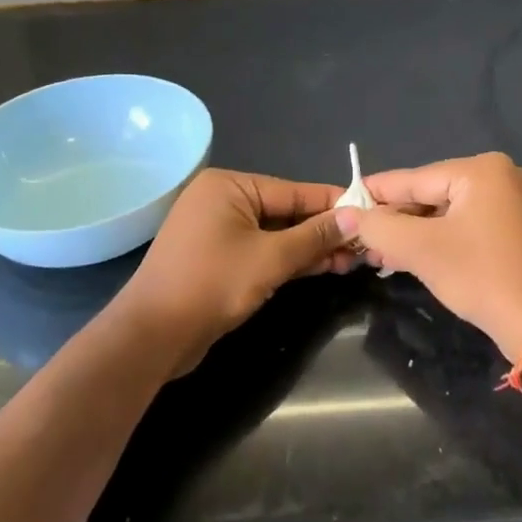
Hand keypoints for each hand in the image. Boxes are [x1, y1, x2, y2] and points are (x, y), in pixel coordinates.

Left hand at [112, 169, 346, 376]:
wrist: (152, 335)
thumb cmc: (211, 284)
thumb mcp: (271, 258)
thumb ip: (314, 236)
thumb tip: (355, 217)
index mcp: (229, 185)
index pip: (292, 191)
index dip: (331, 204)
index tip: (369, 212)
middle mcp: (222, 200)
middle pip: (284, 211)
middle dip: (322, 231)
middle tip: (363, 246)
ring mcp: (217, 230)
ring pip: (274, 233)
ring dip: (308, 248)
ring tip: (350, 261)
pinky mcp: (216, 258)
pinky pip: (259, 250)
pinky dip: (286, 259)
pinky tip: (320, 268)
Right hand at [336, 152, 521, 361]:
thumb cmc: (482, 277)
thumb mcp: (422, 250)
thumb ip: (380, 226)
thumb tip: (347, 214)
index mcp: (482, 169)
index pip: (415, 179)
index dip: (377, 193)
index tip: (345, 201)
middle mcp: (503, 175)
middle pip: (433, 195)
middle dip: (398, 220)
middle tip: (363, 239)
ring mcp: (517, 202)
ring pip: (451, 212)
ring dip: (418, 234)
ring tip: (383, 253)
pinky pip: (471, 225)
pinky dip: (444, 239)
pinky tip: (417, 256)